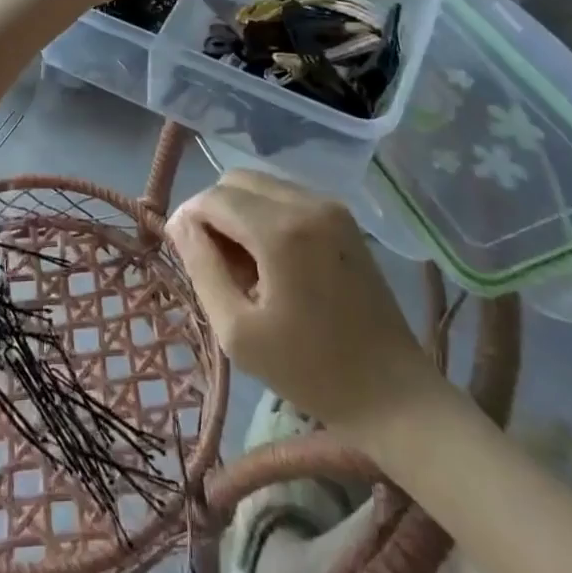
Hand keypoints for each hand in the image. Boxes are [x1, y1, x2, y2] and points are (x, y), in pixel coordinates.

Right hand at [168, 169, 441, 436]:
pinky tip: (273, 261)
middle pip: (236, 180)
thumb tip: (179, 223)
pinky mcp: (343, 216)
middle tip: (217, 264)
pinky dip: (265, 215)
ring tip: (245, 266)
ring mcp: (329, 205)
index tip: (183, 253)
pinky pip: (286, 196)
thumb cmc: (309, 370)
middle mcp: (306, 202)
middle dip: (215, 212)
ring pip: (261, 185)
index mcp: (280, 230)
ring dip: (240, 212)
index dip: (189, 218)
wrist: (392, 392)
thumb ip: (202, 267)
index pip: (214, 197)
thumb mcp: (238, 331)